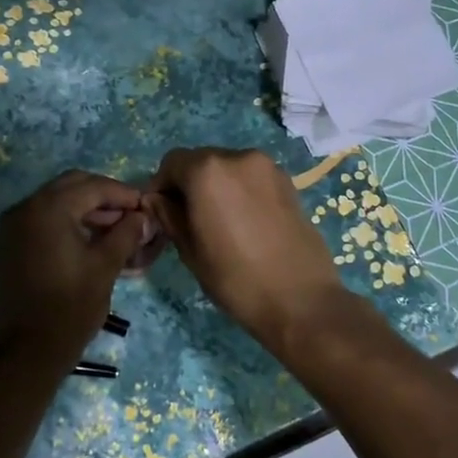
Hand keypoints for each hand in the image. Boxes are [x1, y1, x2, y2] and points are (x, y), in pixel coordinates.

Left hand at [0, 170, 150, 368]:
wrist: (29, 350)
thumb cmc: (71, 306)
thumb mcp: (105, 266)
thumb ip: (126, 234)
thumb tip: (142, 217)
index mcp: (49, 208)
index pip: (93, 186)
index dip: (123, 194)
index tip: (146, 206)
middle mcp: (26, 207)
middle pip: (72, 186)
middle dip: (104, 197)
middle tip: (131, 215)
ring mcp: (13, 226)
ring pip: (56, 202)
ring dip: (86, 209)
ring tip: (117, 230)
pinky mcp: (10, 244)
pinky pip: (43, 220)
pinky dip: (67, 222)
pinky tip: (91, 240)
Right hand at [145, 148, 350, 355]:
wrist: (300, 299)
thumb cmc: (235, 278)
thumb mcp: (190, 250)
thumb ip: (168, 216)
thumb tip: (157, 199)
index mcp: (207, 170)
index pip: (171, 162)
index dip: (161, 186)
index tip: (161, 212)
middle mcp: (238, 157)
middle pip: (201, 160)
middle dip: (189, 183)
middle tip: (188, 219)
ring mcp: (267, 167)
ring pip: (228, 168)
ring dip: (216, 186)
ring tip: (219, 222)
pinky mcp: (288, 182)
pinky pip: (251, 178)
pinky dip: (240, 190)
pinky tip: (244, 222)